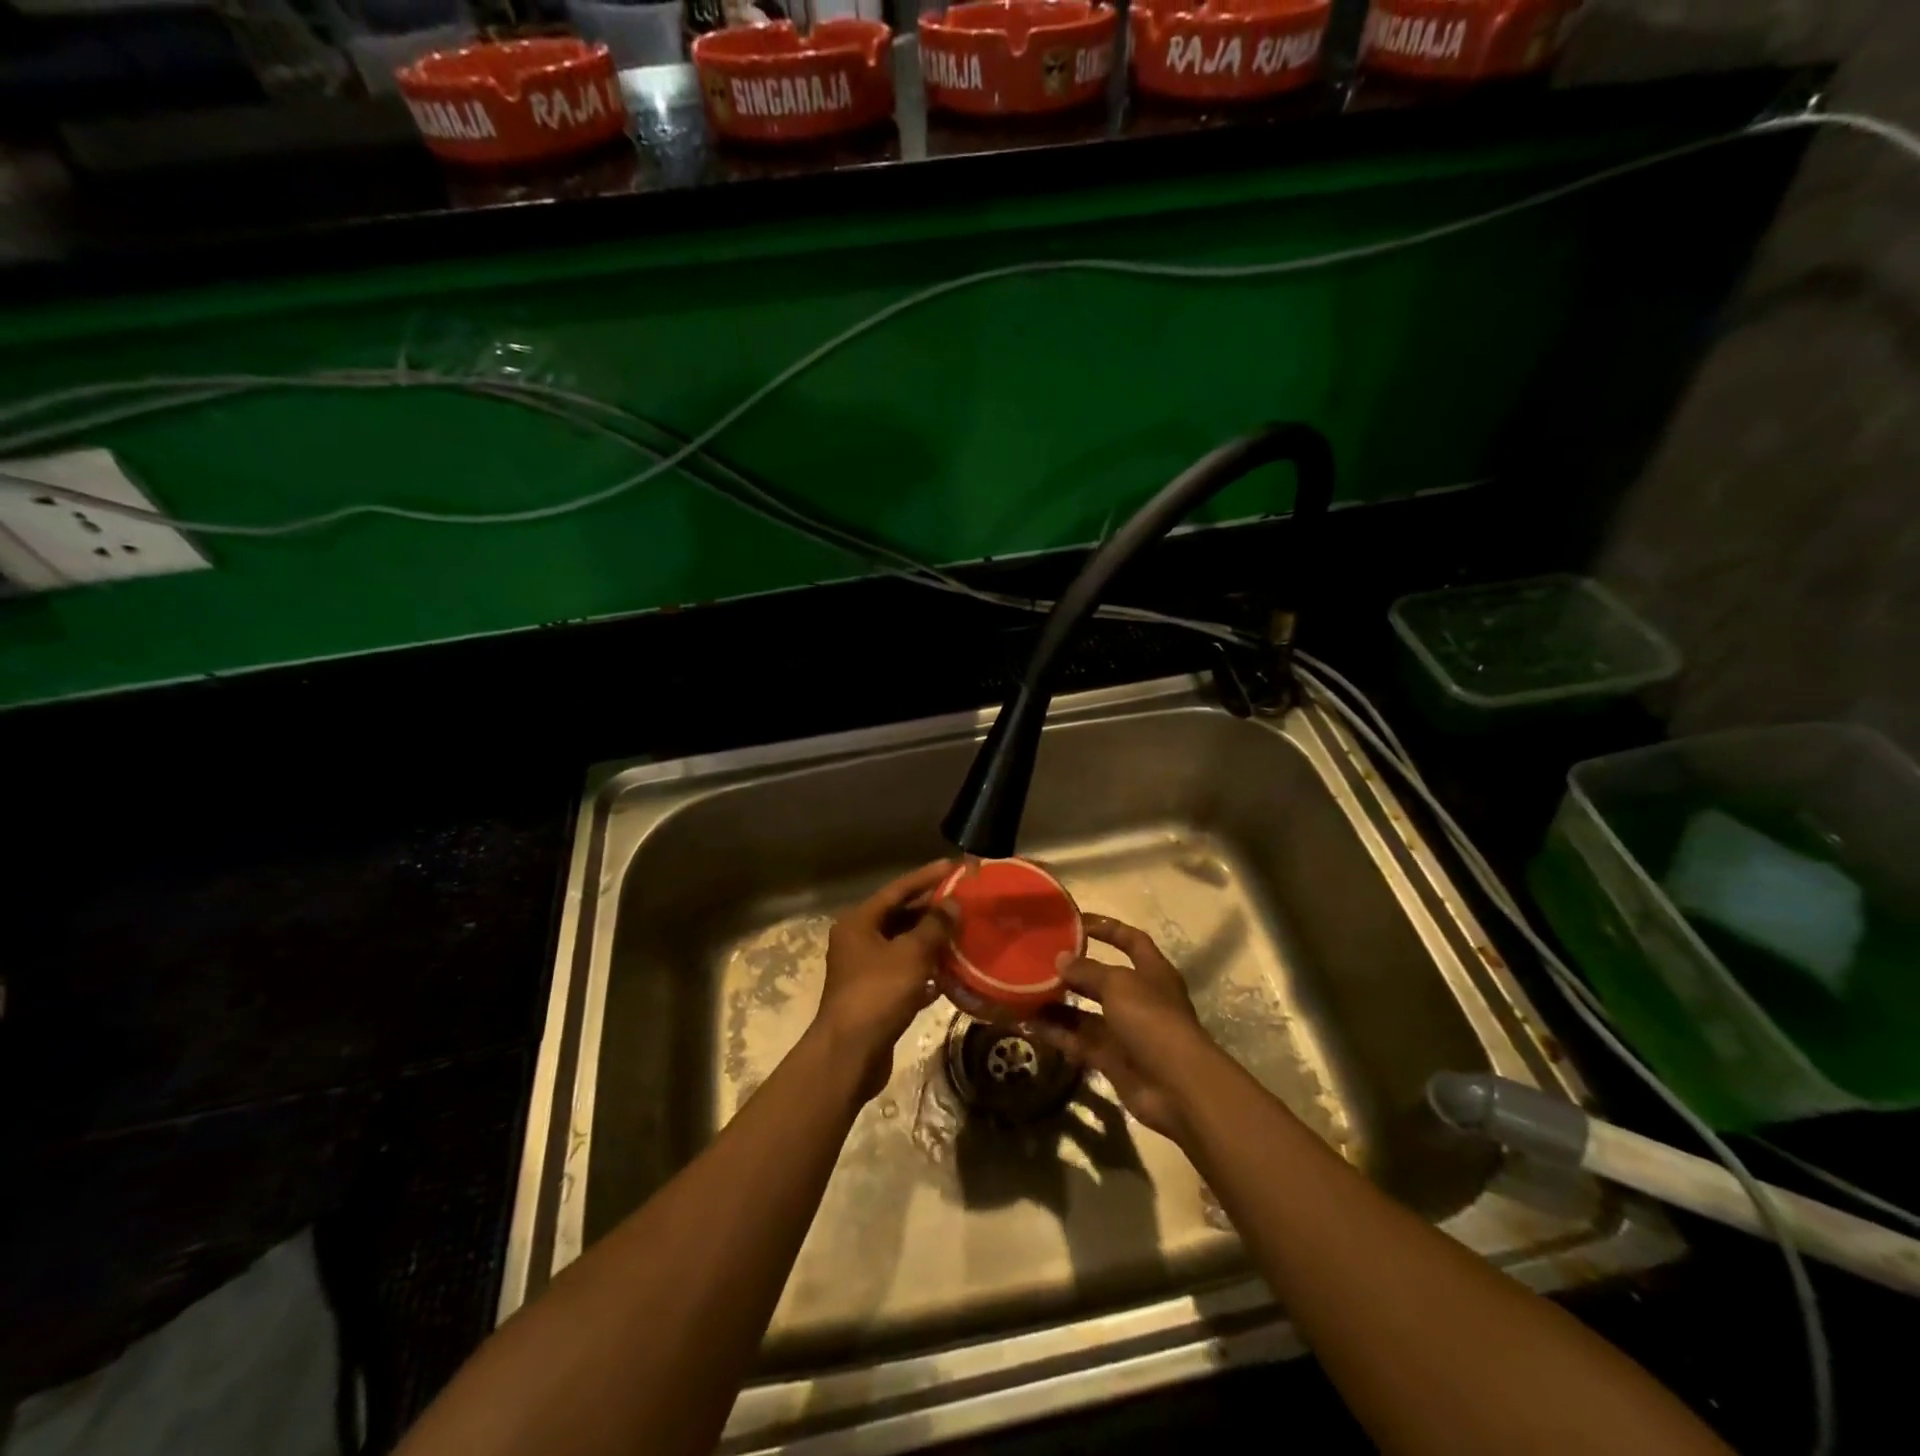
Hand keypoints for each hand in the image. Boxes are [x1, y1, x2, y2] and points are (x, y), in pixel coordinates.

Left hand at [815, 860, 957, 1101]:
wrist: (850, 1055)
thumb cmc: (877, 994)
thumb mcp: (911, 954)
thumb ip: (935, 926)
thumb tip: (953, 905)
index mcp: (859, 922)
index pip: (898, 890)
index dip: (927, 877)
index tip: (956, 867)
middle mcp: (859, 941)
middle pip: (900, 917)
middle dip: (933, 910)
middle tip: (966, 902)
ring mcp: (866, 970)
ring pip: (905, 946)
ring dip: (933, 941)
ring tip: (965, 933)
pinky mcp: (876, 997)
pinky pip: (906, 974)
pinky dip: (927, 971)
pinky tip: (953, 972)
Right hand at [1033, 914, 1222, 1142]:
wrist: (1176, 1086)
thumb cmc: (1152, 1019)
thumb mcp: (1118, 984)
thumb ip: (1087, 970)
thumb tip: (1061, 959)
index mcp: (1152, 972)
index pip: (1131, 940)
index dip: (1108, 928)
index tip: (1076, 922)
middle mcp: (1140, 999)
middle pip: (1103, 978)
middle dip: (1074, 970)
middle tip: (1039, 960)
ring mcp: (1125, 1031)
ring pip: (1085, 1013)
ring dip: (1058, 1004)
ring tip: (1025, 992)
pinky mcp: (1111, 1059)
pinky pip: (1078, 1040)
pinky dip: (1056, 1033)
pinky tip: (1029, 1024)